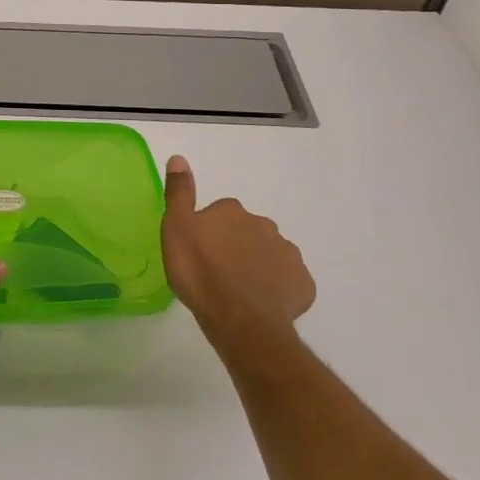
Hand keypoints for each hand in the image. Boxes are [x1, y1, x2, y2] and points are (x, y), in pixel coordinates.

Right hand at [162, 154, 314, 349]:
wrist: (240, 321)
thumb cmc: (200, 273)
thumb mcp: (176, 228)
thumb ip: (179, 193)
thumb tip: (179, 157)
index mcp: (232, 211)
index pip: (220, 213)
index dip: (209, 232)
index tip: (200, 251)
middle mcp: (264, 225)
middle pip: (247, 232)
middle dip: (236, 246)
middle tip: (218, 272)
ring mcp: (288, 254)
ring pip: (269, 255)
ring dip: (257, 266)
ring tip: (240, 291)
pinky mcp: (303, 284)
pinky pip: (288, 281)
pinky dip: (278, 288)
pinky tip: (263, 303)